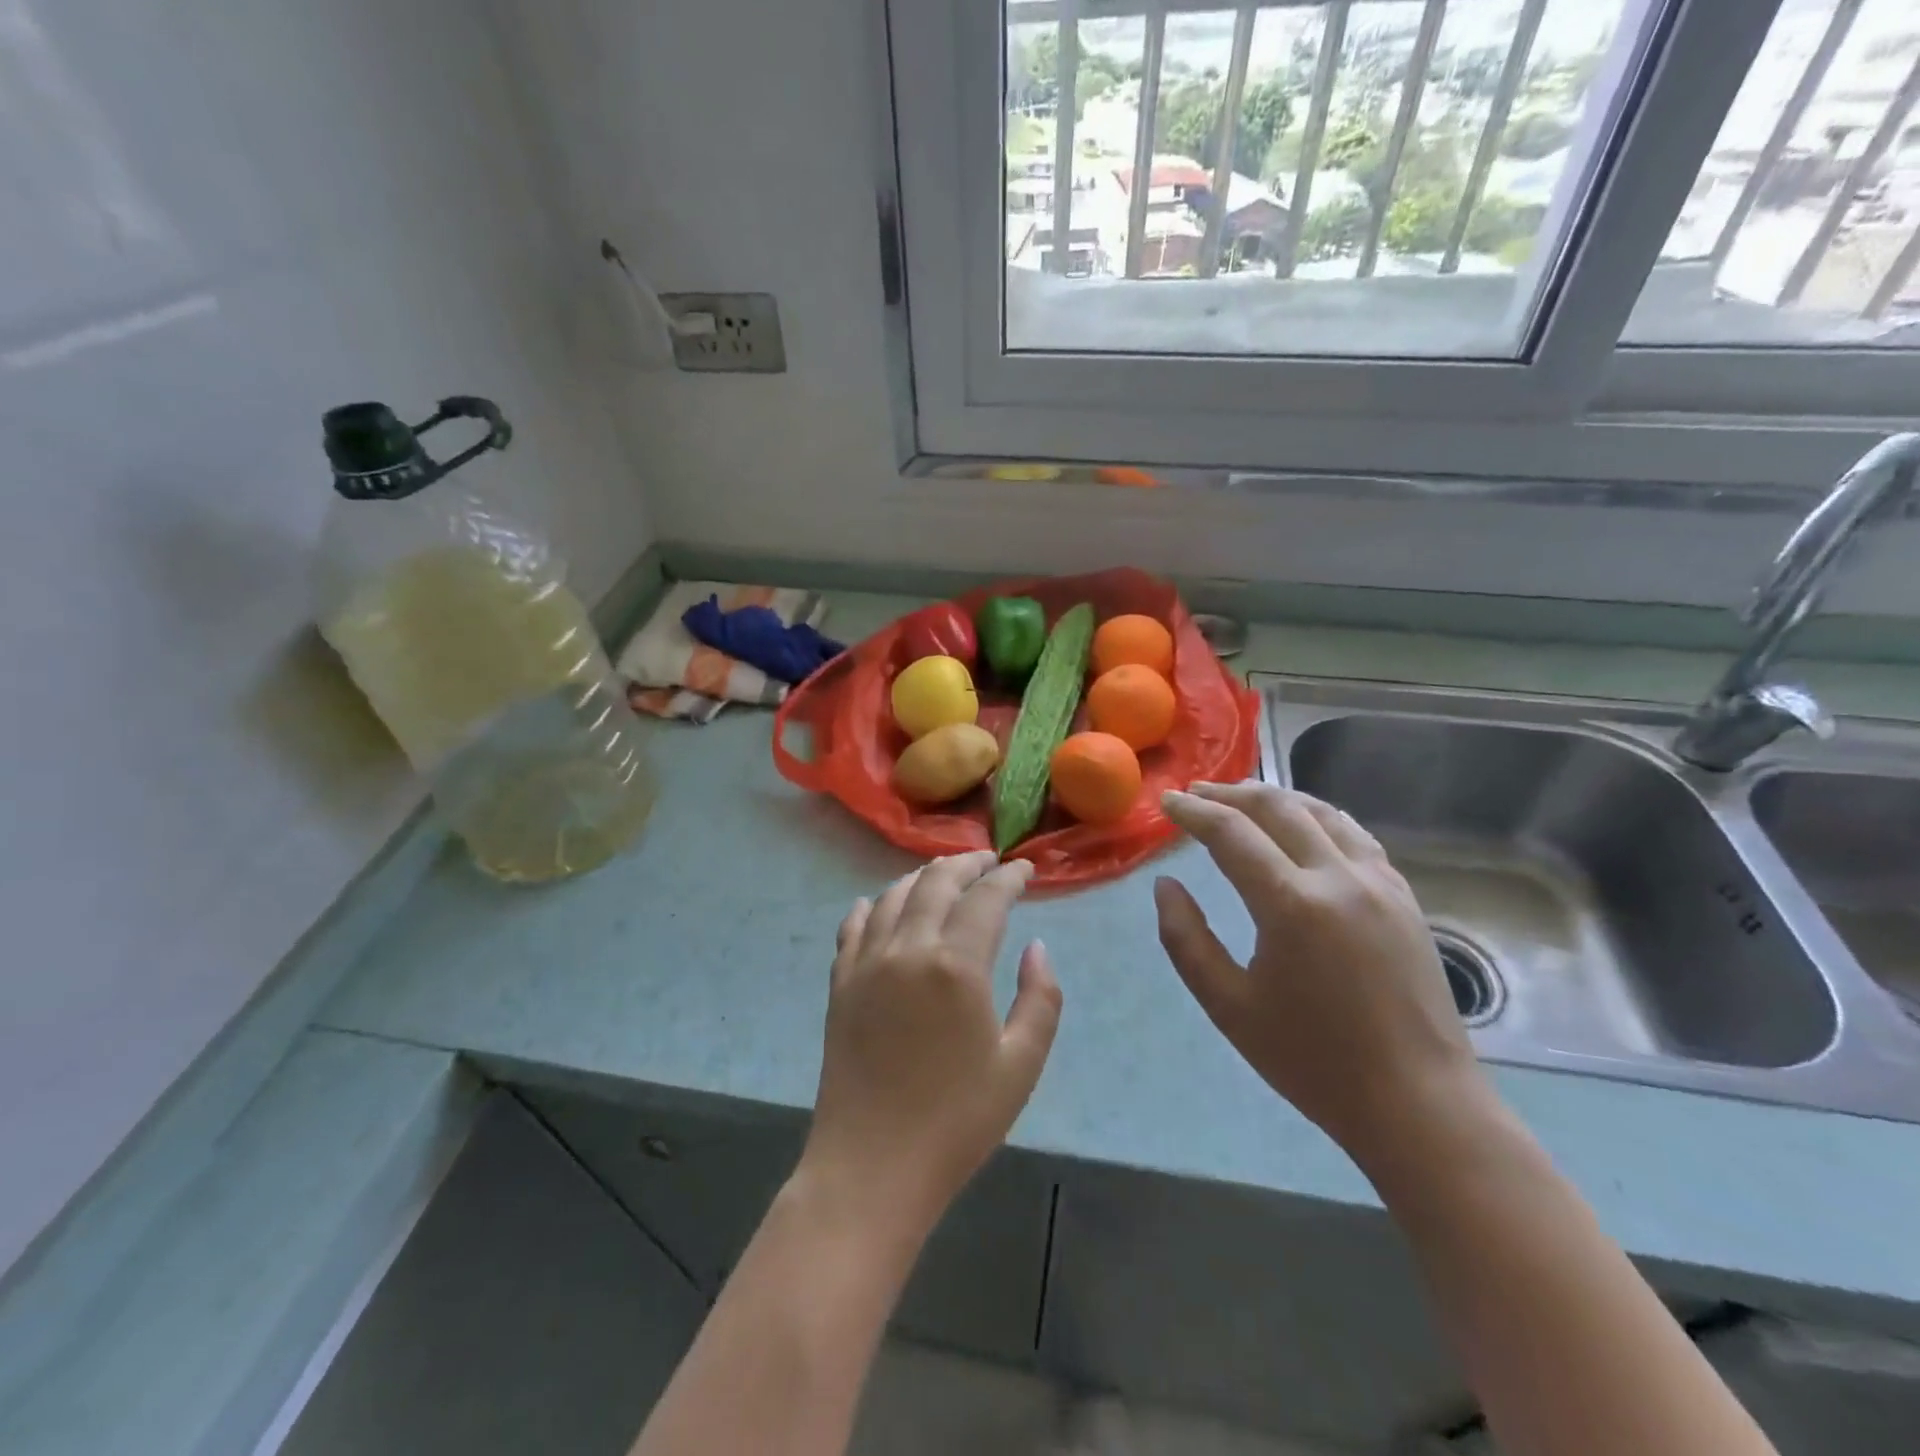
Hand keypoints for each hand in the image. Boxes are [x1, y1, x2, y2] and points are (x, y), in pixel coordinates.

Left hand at [800, 852, 1062, 1239]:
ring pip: (893, 896)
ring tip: (942, 874)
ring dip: (922, 877)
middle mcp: (908, 949)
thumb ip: (1039, 998)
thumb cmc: (957, 1121)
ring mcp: (867, 963)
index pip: (986, 899)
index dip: (1009, 878)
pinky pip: (853, 927)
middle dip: (966, 864)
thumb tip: (1036, 947)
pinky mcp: (840, 983)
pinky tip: (876, 904)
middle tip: (987, 861)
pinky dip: (870, 906)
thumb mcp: (1020, 1065)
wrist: (872, 1167)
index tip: (1025, 870)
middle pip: (936, 883)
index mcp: (956, 965)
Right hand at [1155, 783, 1484, 1164]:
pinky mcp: (1404, 895)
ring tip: (1241, 799)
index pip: (1231, 833)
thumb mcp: (1228, 1006)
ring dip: (1274, 797)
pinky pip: (1354, 833)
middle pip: (1276, 807)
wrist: (1418, 1104)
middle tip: (1195, 794)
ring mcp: (1380, 882)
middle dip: (1229, 794)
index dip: (1193, 812)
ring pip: (1320, 811)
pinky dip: (1317, 815)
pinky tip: (1302, 824)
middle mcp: (1338, 877)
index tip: (1166, 803)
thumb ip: (1185, 939)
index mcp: (1291, 905)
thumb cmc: (1313, 1061)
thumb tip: (1166, 885)